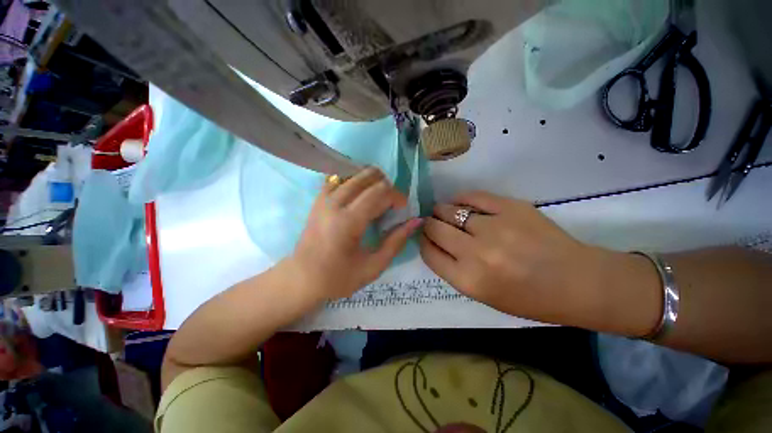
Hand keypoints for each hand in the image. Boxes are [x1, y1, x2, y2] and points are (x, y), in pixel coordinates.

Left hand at [290, 167, 422, 300]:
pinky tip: (360, 193)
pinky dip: (354, 180)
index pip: (380, 192)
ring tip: (378, 197)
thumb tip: (416, 220)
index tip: (403, 208)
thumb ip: (396, 241)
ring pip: (353, 173)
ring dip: (372, 180)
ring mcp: (324, 198)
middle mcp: (335, 204)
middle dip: (387, 185)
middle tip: (391, 203)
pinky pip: (339, 178)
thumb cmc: (339, 278)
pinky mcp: (318, 199)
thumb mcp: (374, 266)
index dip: (397, 196)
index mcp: (349, 222)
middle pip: (368, 177)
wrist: (302, 279)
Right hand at [419, 191, 652, 328]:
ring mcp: (494, 227)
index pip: (428, 253)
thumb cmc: (528, 298)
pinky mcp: (511, 207)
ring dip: (442, 210)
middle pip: (434, 228)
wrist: (577, 282)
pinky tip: (461, 202)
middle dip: (429, 224)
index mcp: (469, 280)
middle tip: (433, 223)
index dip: (424, 242)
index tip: (427, 238)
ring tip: (445, 212)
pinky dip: (461, 198)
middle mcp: (476, 253)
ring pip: (449, 210)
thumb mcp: (482, 295)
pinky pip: (473, 196)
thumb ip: (453, 269)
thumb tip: (435, 243)